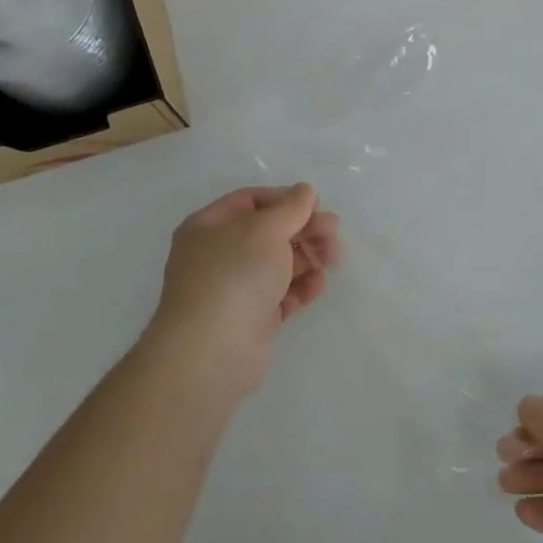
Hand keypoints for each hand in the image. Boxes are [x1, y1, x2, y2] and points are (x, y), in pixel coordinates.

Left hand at [144, 184, 339, 401]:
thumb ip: (291, 207)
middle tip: (333, 232)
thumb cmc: (235, 275)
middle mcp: (218, 255)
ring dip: (308, 256)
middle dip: (303, 229)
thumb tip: (305, 191)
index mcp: (209, 227)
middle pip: (268, 232)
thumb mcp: (266, 229)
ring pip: (278, 263)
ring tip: (333, 258)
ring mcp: (234, 289)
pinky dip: (301, 286)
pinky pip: (281, 294)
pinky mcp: (251, 319)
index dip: (284, 199)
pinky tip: (319, 284)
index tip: (315, 205)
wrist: (213, 351)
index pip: (251, 201)